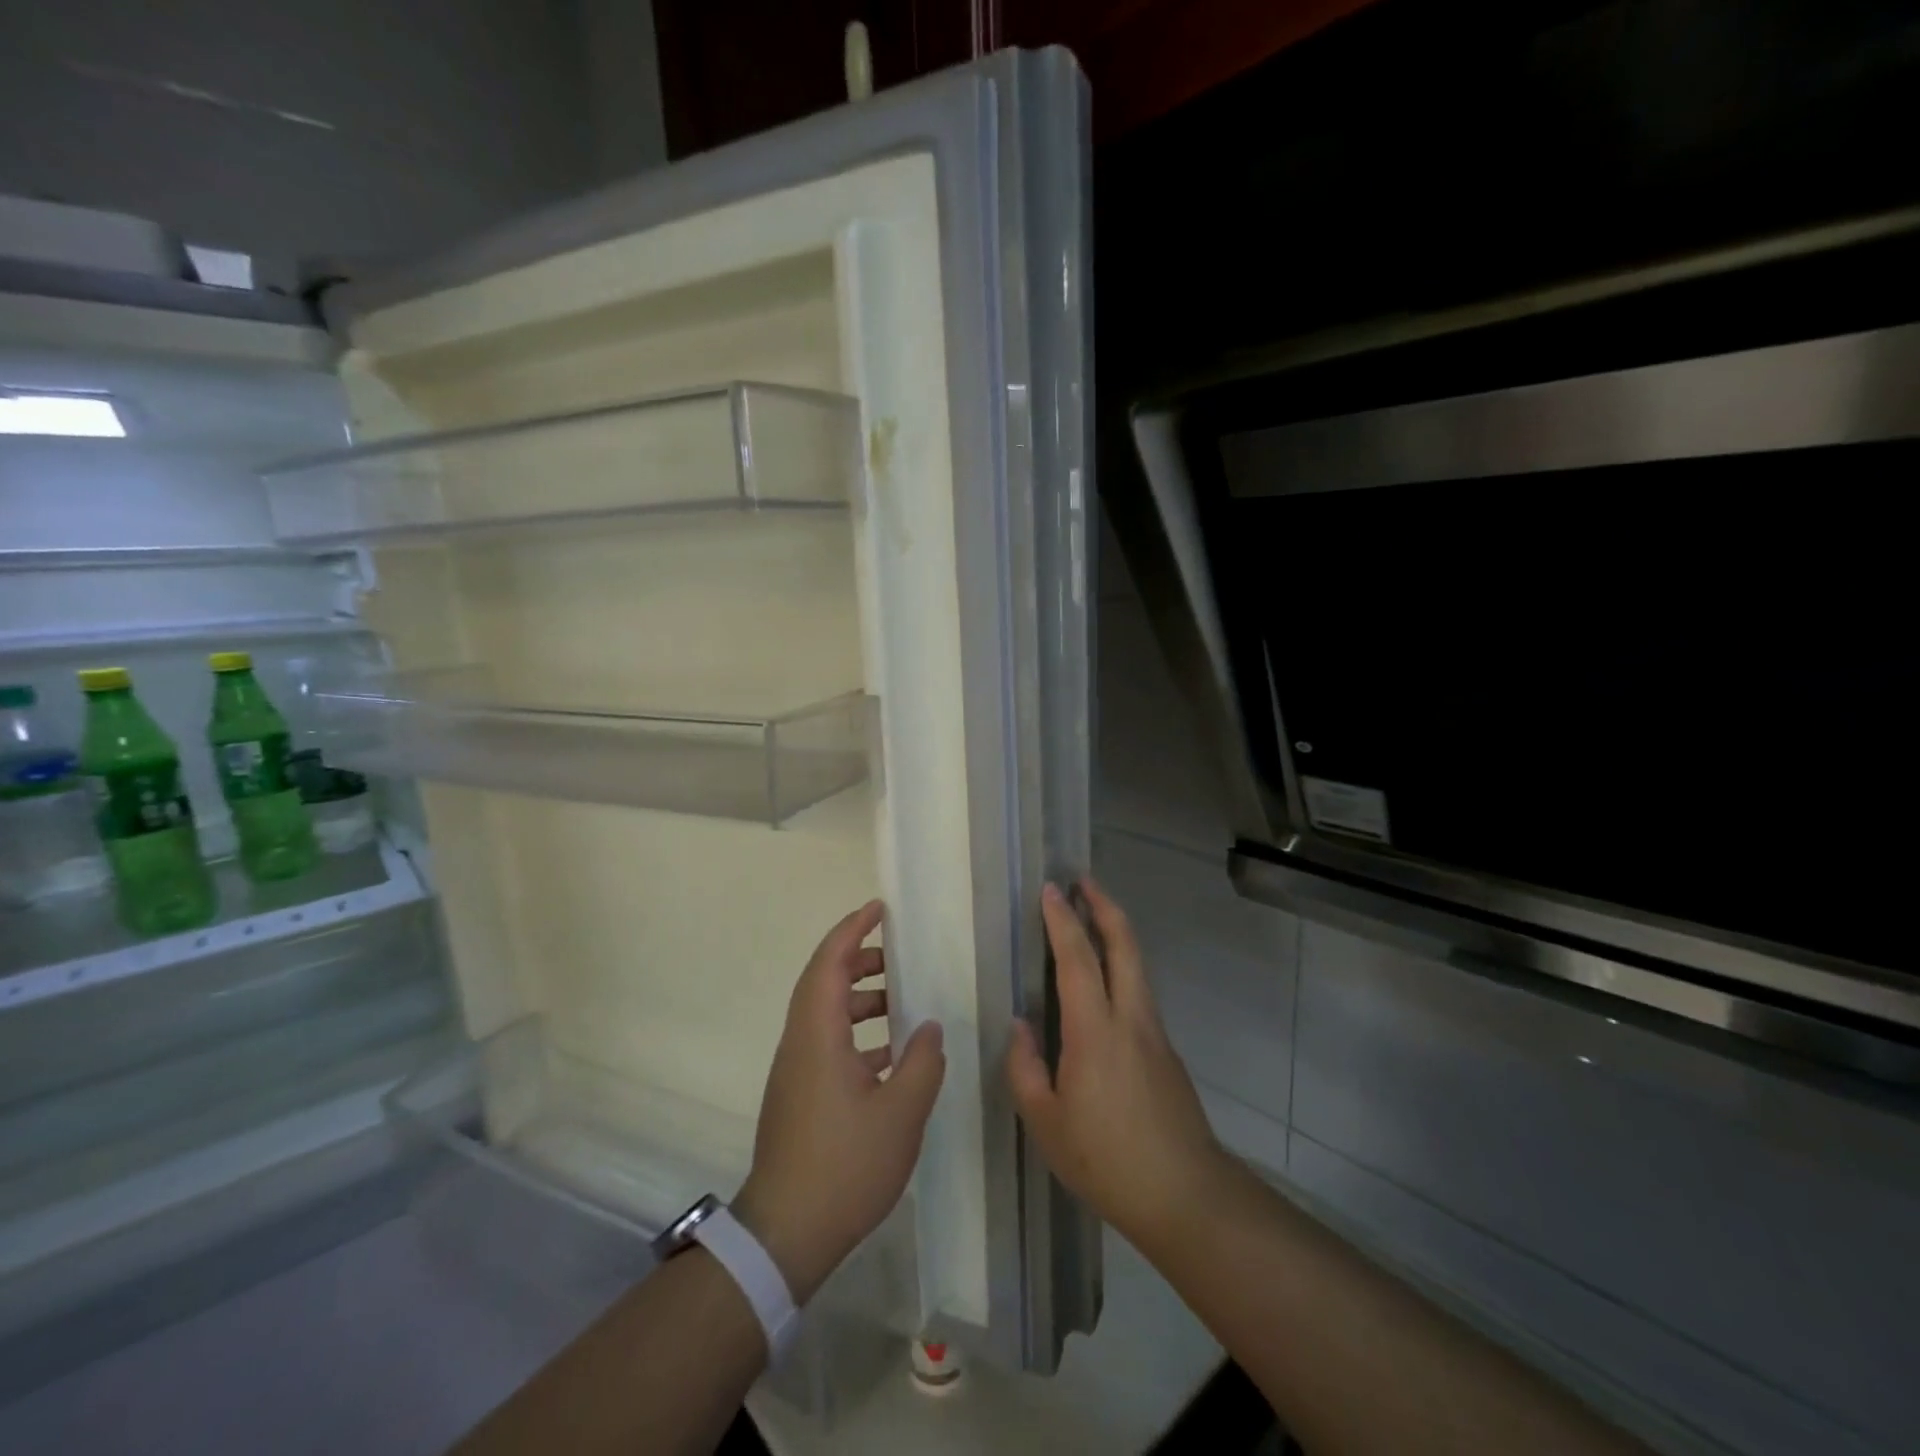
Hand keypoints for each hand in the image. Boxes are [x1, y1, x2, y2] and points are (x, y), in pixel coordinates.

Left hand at [733, 900, 944, 1305]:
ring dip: (859, 999)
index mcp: (818, 1035)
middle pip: (823, 982)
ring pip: (824, 1015)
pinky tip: (889, 1058)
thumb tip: (928, 1027)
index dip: (852, 930)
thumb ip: (922, 1061)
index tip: (878, 909)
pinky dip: (856, 1034)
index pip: (830, 963)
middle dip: (858, 960)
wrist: (785, 1234)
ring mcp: (795, 1071)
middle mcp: (800, 1043)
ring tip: (900, 1004)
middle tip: (897, 956)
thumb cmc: (844, 1165)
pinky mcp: (798, 1096)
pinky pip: (826, 1043)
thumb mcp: (901, 1112)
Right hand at [1007, 880, 1229, 1250]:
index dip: (1063, 920)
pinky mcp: (1166, 1050)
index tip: (1050, 890)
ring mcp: (1154, 1032)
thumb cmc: (1106, 1160)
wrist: (1186, 1195)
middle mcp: (1130, 1018)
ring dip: (1116, 931)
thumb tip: (1022, 1027)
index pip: (1078, 959)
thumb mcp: (1046, 1123)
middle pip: (1124, 945)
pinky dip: (1122, 964)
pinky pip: (1139, 990)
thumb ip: (1027, 1068)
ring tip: (1092, 917)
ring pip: (1137, 964)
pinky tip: (1104, 981)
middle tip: (1082, 881)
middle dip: (1104, 906)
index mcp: (1095, 1031)